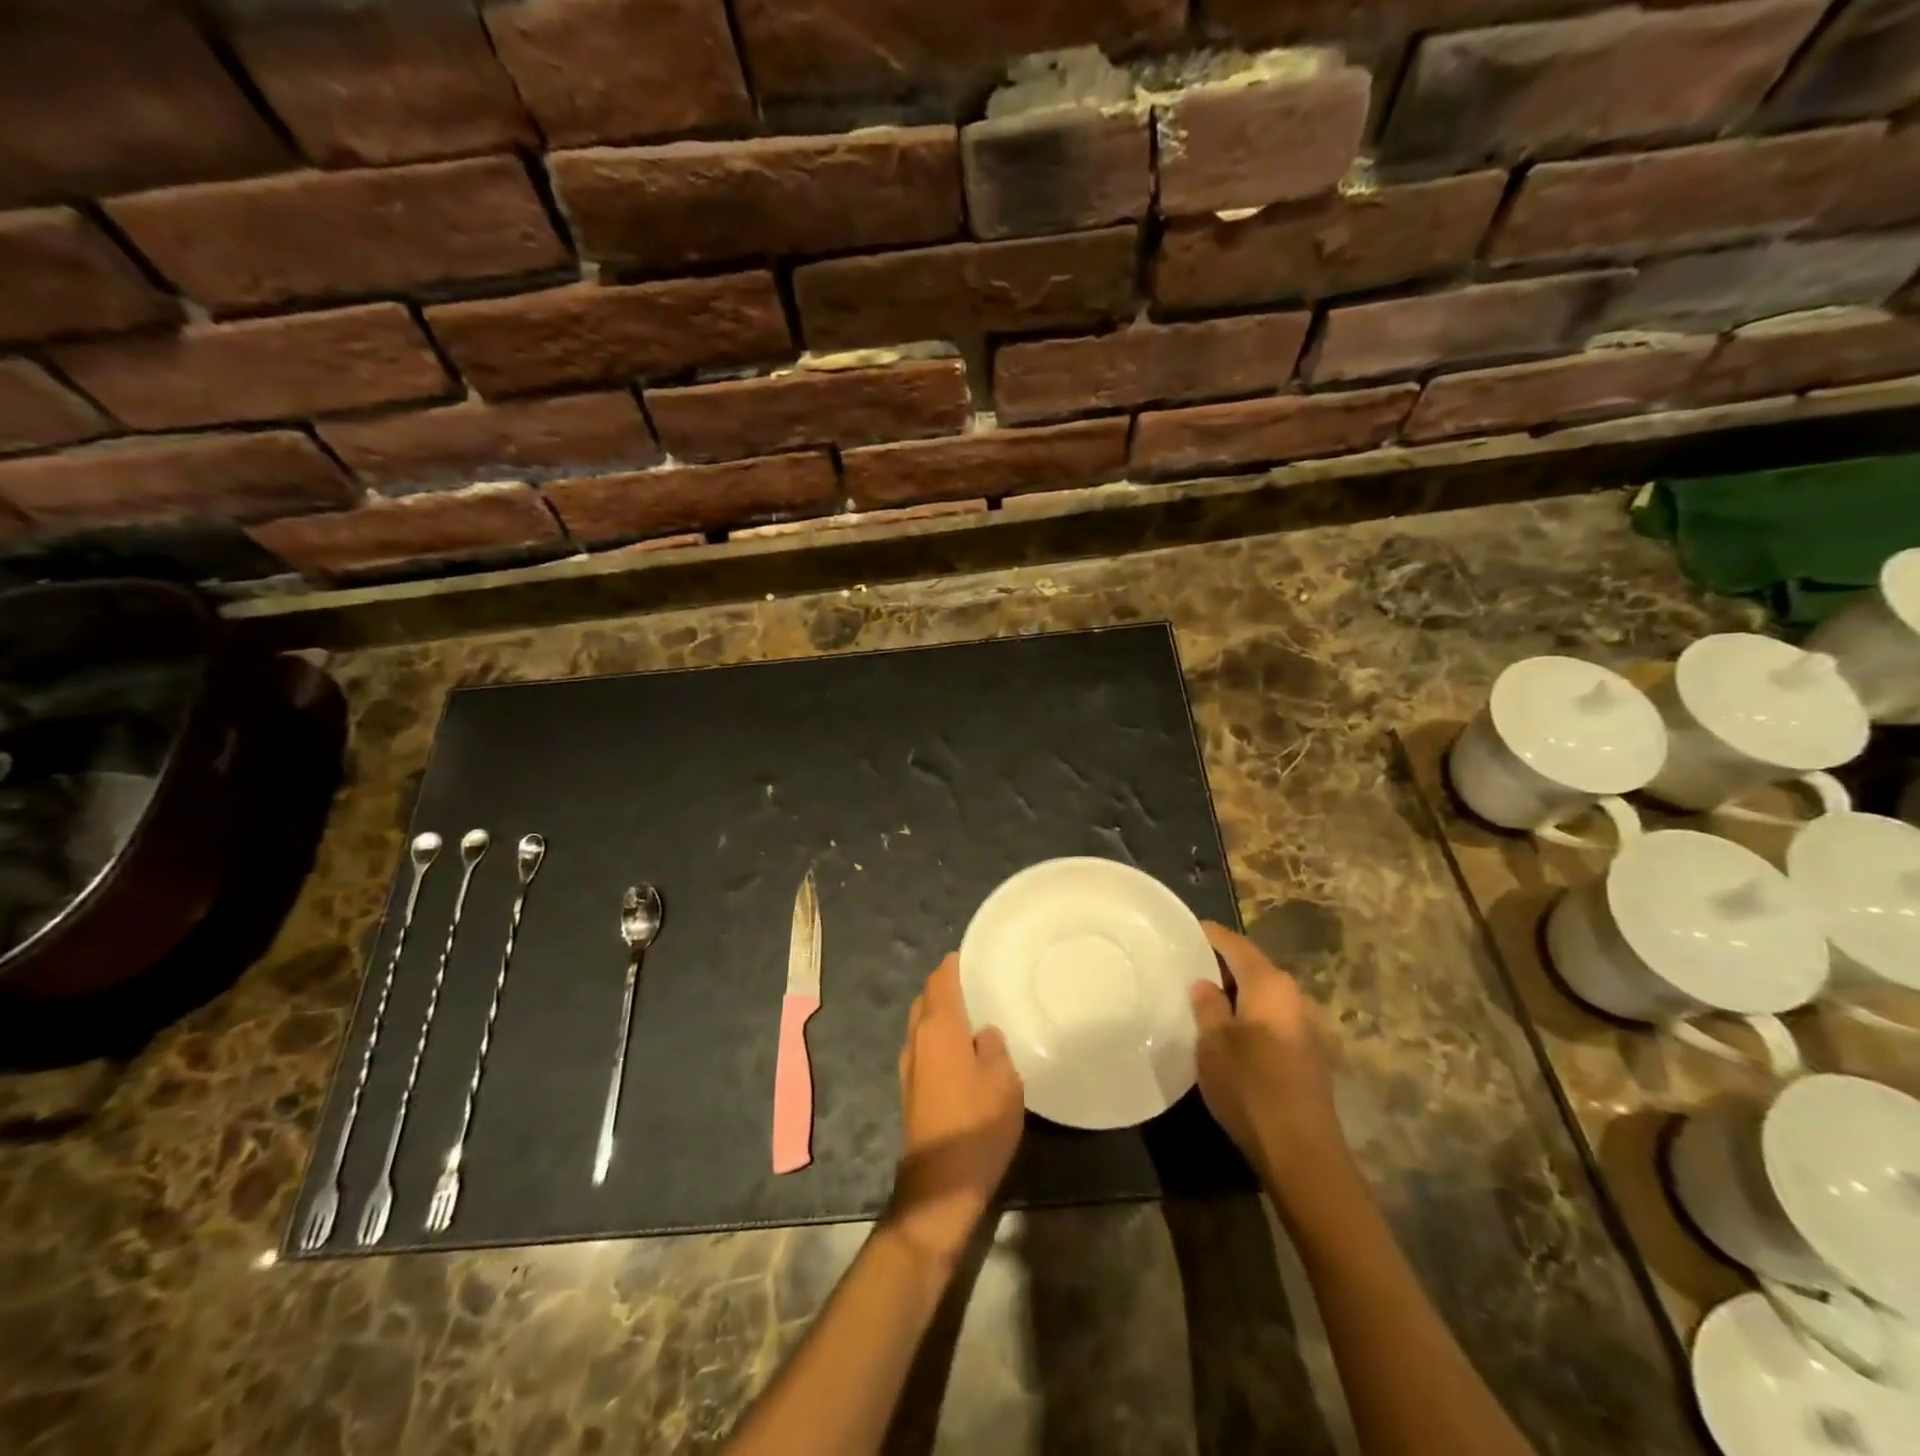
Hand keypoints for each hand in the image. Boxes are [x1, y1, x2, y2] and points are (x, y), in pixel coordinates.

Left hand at [887, 955, 1024, 1263]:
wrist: (940, 1185)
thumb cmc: (976, 1125)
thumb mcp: (1003, 1081)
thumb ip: (994, 1047)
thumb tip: (984, 1032)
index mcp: (938, 1028)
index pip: (942, 979)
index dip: (955, 963)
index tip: (975, 953)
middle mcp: (917, 1039)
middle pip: (927, 998)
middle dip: (947, 985)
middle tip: (978, 980)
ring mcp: (909, 1065)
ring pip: (922, 1022)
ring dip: (941, 1011)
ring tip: (973, 1010)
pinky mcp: (910, 1088)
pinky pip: (924, 1045)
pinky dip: (939, 1035)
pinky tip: (962, 1048)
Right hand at [1191, 921, 1345, 1192]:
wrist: (1302, 1152)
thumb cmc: (1250, 1087)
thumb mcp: (1213, 1043)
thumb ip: (1207, 1006)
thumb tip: (1204, 983)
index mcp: (1271, 985)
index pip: (1236, 945)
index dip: (1209, 935)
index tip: (1183, 931)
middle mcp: (1296, 997)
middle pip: (1253, 968)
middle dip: (1221, 965)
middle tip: (1185, 966)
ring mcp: (1308, 1027)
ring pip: (1264, 996)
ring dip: (1237, 993)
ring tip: (1202, 998)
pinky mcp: (1310, 1055)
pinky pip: (1273, 1019)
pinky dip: (1251, 1015)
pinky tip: (1230, 1031)